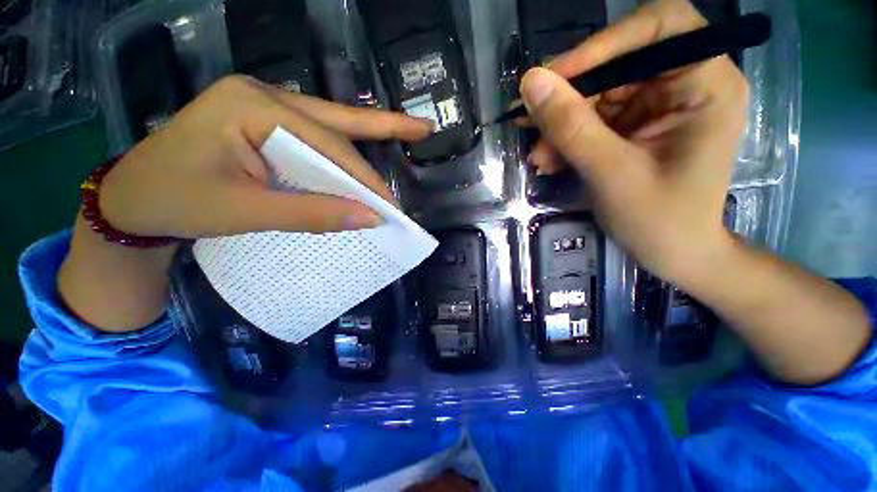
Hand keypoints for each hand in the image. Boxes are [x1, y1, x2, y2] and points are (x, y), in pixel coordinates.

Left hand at [100, 75, 432, 238]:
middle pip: (338, 120)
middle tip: (424, 129)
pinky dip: (344, 152)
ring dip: (368, 139)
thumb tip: (369, 219)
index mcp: (253, 106)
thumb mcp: (244, 212)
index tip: (391, 206)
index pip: (329, 147)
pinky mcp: (265, 125)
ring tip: (407, 134)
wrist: (133, 201)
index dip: (364, 180)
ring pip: (331, 126)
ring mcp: (264, 107)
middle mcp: (263, 97)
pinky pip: (316, 137)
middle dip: (384, 128)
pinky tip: (364, 152)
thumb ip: (311, 214)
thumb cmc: (177, 202)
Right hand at [519, 0, 747, 282]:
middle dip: (570, 95)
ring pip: (598, 95)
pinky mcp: (635, 127)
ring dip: (561, 125)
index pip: (659, 27)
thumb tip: (530, 83)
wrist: (672, 253)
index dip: (604, 43)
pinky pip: (593, 120)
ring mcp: (658, 106)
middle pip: (619, 63)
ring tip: (538, 155)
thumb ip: (571, 126)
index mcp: (705, 84)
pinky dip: (567, 139)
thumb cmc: (658, 220)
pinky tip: (550, 160)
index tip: (554, 78)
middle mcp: (685, 84)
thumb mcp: (611, 172)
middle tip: (527, 119)